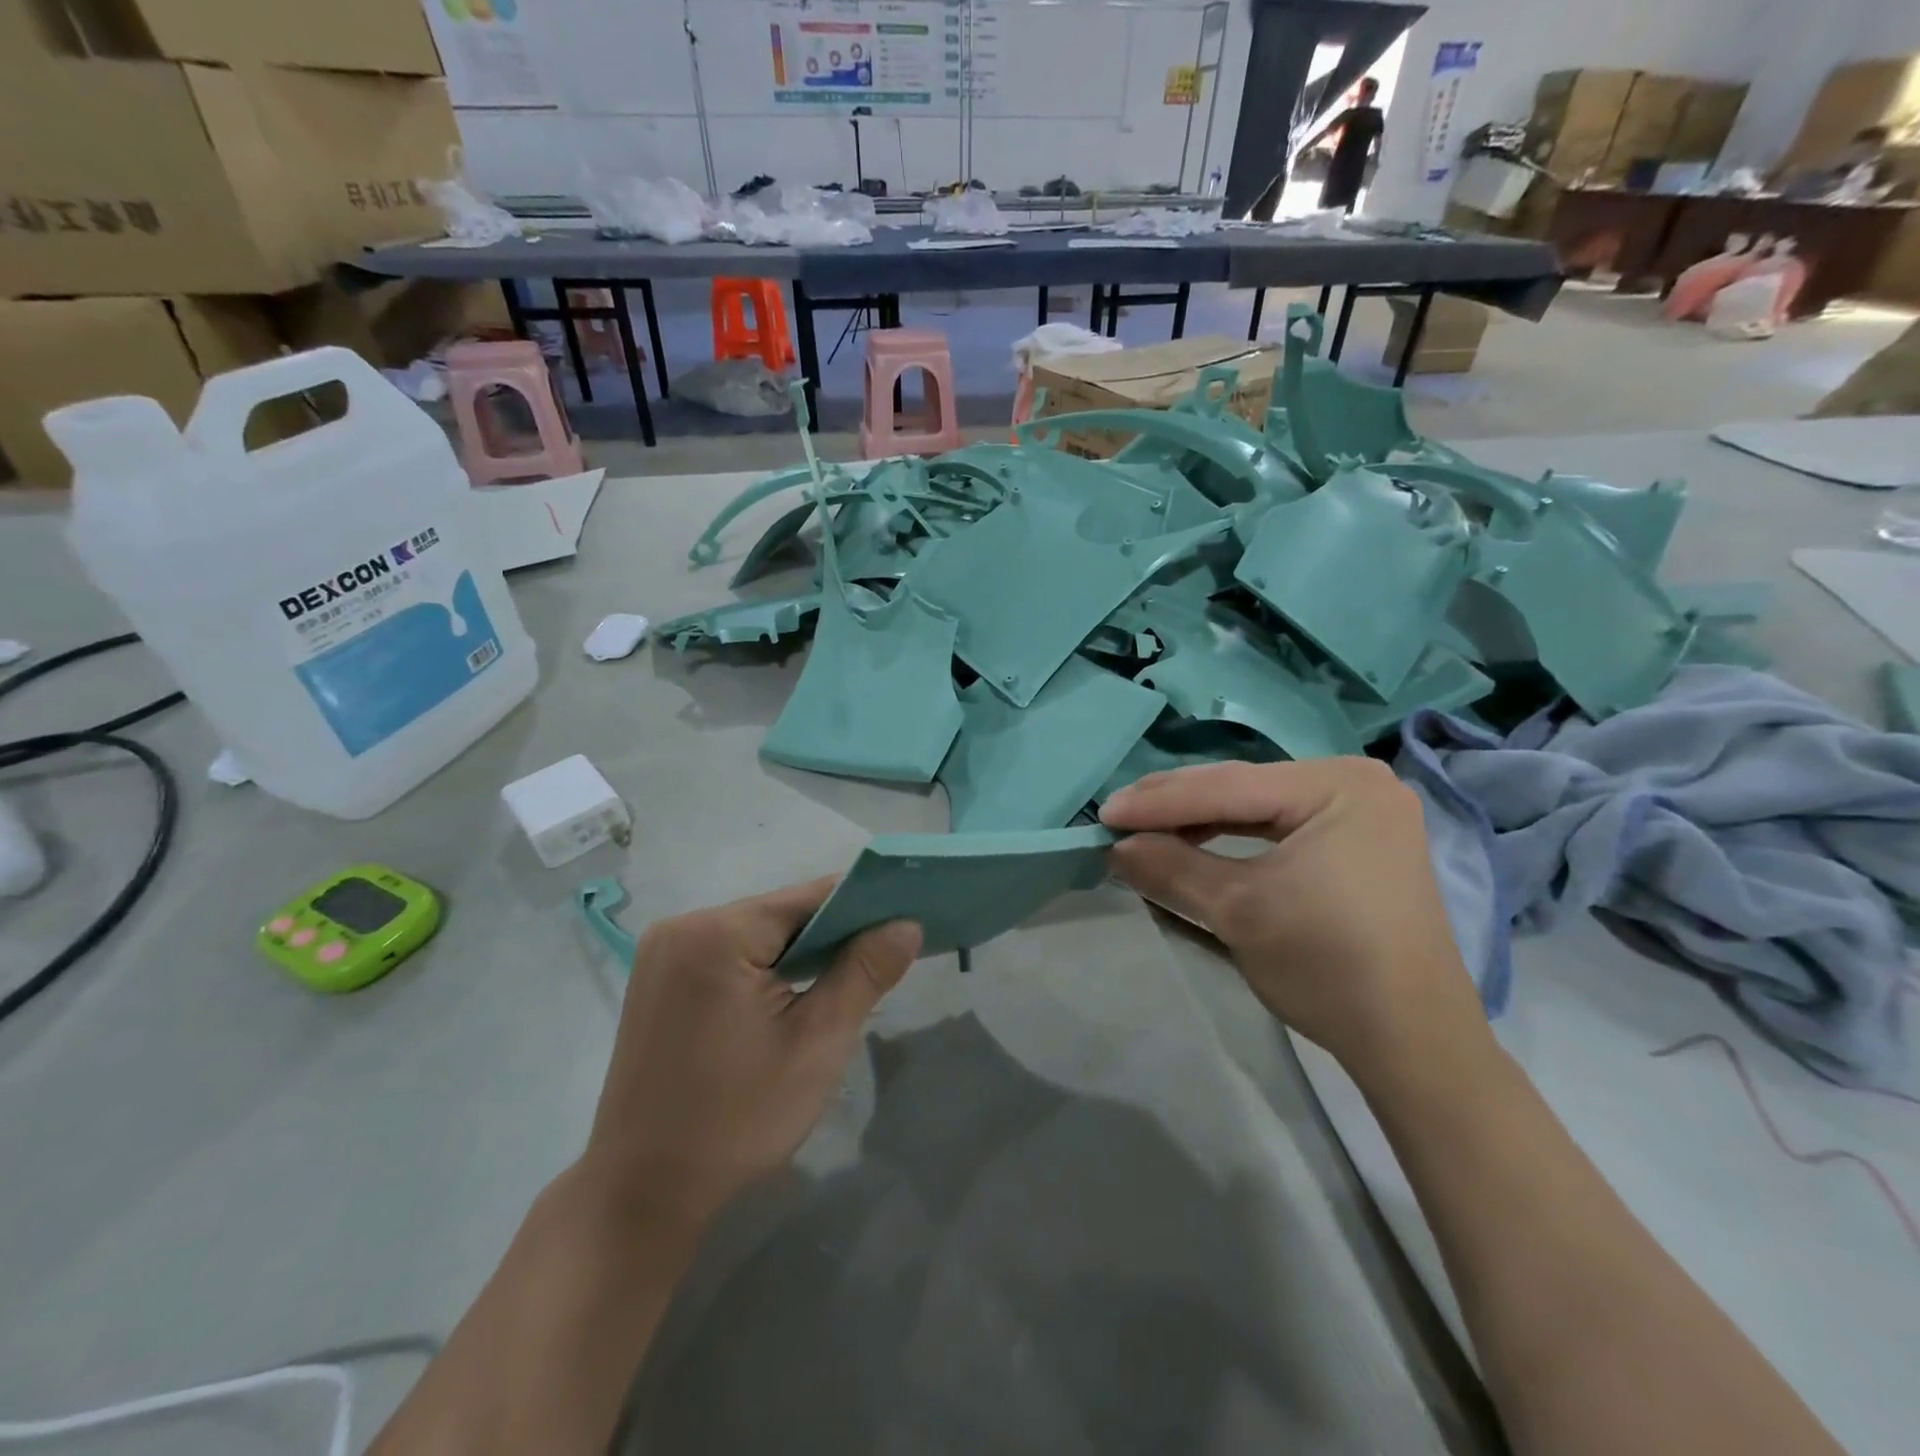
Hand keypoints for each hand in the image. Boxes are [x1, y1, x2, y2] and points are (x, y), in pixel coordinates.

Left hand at [582, 878, 921, 1228]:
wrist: (642, 1193)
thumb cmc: (737, 1118)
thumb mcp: (817, 1043)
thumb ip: (865, 972)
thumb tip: (907, 924)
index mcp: (717, 933)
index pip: (809, 898)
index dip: (862, 907)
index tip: (901, 926)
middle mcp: (683, 926)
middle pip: (780, 914)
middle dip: (830, 937)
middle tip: (874, 968)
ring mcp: (662, 953)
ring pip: (756, 935)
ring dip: (798, 955)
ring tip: (836, 987)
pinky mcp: (657, 980)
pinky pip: (727, 955)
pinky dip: (764, 969)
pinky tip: (786, 1002)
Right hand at [1099, 759, 1486, 1078]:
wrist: (1414, 1043)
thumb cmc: (1329, 967)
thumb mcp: (1238, 911)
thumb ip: (1171, 867)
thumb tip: (1115, 847)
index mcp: (1338, 784)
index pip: (1228, 786)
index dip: (1159, 801)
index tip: (1103, 813)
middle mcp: (1355, 780)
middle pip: (1244, 787)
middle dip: (1177, 805)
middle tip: (1117, 816)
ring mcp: (1361, 809)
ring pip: (1257, 804)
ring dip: (1200, 818)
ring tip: (1145, 828)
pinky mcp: (1358, 839)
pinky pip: (1280, 824)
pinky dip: (1234, 834)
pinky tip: (1195, 839)